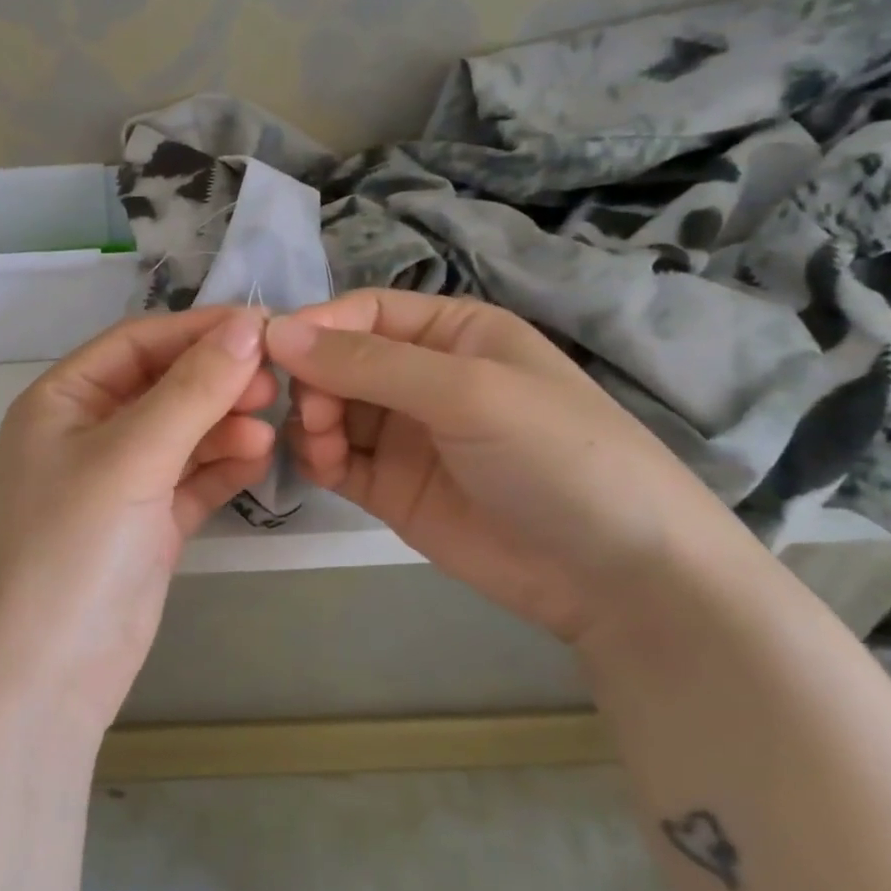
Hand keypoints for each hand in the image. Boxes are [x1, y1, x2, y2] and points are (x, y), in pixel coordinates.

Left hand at [0, 307, 277, 731]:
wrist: (40, 681)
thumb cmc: (69, 550)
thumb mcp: (129, 459)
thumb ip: (191, 391)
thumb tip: (247, 325)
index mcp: (62, 401)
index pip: (137, 342)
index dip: (197, 330)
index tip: (263, 328)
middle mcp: (87, 434)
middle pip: (163, 385)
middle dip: (215, 381)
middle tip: (273, 385)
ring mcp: (118, 483)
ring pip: (181, 433)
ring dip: (223, 426)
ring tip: (266, 431)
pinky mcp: (145, 527)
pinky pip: (190, 480)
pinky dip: (222, 467)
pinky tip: (257, 460)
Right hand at [264, 289, 749, 642]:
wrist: (618, 577)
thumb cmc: (555, 456)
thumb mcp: (467, 392)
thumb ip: (368, 362)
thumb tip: (275, 331)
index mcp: (451, 332)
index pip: (362, 313)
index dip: (317, 327)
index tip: (273, 353)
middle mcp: (422, 376)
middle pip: (337, 361)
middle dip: (313, 380)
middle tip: (314, 413)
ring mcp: (404, 434)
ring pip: (328, 410)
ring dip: (312, 421)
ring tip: (327, 448)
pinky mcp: (391, 487)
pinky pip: (335, 459)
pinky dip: (318, 458)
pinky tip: (325, 468)